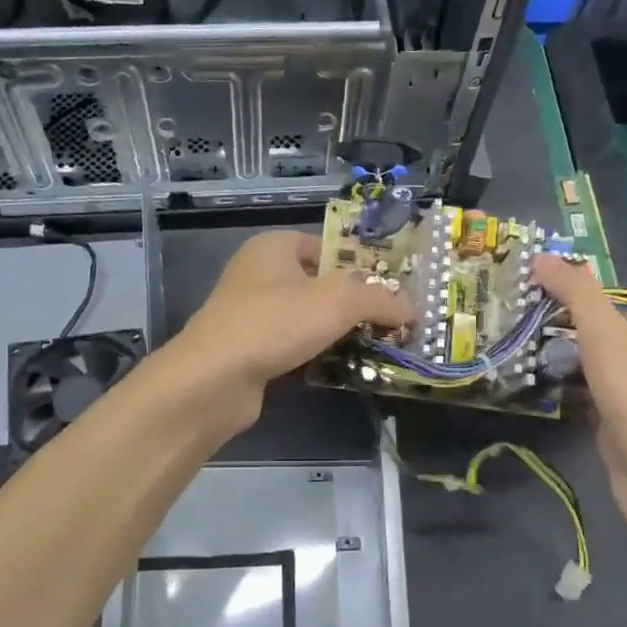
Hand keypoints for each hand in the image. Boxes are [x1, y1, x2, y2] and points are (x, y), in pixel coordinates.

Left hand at [171, 230, 414, 415]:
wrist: (215, 378)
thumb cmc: (275, 322)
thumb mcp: (338, 301)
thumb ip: (380, 300)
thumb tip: (412, 310)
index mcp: (273, 247)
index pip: (324, 247)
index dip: (357, 265)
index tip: (388, 290)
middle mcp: (257, 275)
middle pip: (317, 285)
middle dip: (351, 305)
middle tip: (388, 323)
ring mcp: (249, 315)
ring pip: (304, 320)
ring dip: (334, 334)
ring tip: (372, 349)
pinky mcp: (247, 351)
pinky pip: (291, 348)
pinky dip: (313, 357)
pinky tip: (338, 370)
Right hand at [533, 255, 626, 531]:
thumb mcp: (606, 337)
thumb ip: (577, 295)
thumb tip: (542, 256)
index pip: (597, 301)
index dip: (561, 293)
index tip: (519, 293)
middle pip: (588, 331)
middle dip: (553, 327)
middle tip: (508, 323)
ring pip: (582, 364)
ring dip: (553, 359)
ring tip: (511, 352)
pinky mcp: (613, 422)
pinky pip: (580, 394)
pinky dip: (559, 389)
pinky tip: (533, 390)